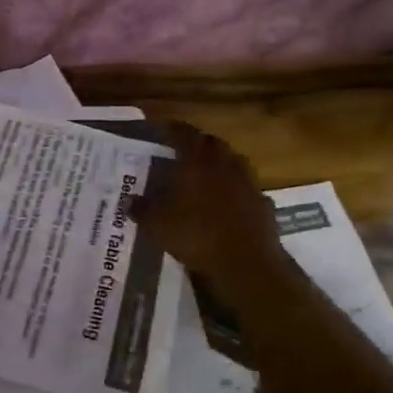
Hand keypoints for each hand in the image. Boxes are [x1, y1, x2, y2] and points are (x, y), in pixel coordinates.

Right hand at [129, 122, 287, 294]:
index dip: (174, 129)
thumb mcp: (157, 225)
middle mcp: (225, 166)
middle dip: (200, 144)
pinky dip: (237, 191)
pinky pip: (248, 190)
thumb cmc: (196, 235)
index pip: (185, 134)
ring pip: (235, 164)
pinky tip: (229, 203)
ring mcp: (248, 184)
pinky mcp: (263, 206)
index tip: (164, 128)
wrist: (245, 264)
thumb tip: (129, 200)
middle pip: (213, 144)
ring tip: (207, 174)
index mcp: (197, 162)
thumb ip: (142, 209)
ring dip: (221, 164)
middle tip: (185, 150)